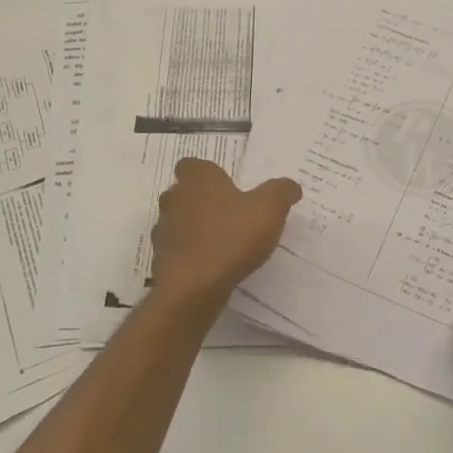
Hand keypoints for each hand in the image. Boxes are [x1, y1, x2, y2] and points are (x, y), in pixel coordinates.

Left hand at [150, 158, 301, 305]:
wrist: (192, 287)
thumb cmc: (230, 237)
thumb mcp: (269, 209)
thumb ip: (281, 192)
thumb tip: (290, 186)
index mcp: (197, 179)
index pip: (193, 165)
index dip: (210, 174)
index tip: (228, 187)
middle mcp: (174, 199)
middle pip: (185, 193)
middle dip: (204, 201)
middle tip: (231, 214)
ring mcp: (163, 230)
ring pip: (180, 222)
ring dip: (197, 229)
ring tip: (224, 244)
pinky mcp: (162, 259)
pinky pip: (179, 251)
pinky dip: (192, 255)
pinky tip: (213, 267)